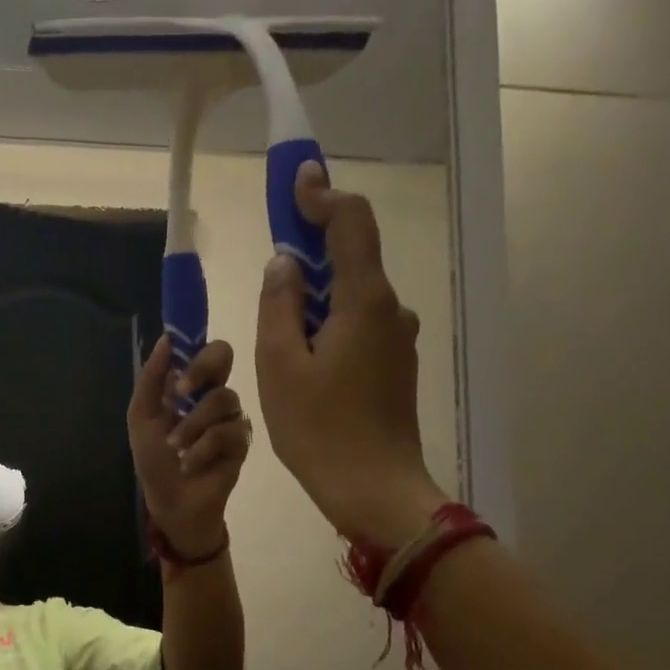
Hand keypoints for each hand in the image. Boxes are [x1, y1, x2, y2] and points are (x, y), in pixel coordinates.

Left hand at [127, 336, 250, 558]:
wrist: (169, 501)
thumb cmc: (154, 459)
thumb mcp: (142, 417)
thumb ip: (151, 379)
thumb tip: (165, 339)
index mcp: (190, 385)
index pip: (202, 348)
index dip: (195, 342)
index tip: (178, 355)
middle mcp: (213, 394)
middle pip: (224, 355)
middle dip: (202, 368)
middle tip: (181, 391)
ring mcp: (231, 416)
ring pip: (222, 399)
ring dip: (192, 424)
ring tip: (176, 447)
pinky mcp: (242, 442)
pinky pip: (228, 432)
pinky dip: (203, 448)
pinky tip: (190, 464)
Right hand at [256, 163, 448, 548]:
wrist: (373, 489)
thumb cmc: (318, 428)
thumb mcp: (280, 365)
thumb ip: (279, 305)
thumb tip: (284, 264)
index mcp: (364, 301)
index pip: (351, 224)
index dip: (323, 195)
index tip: (296, 180)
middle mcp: (390, 311)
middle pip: (352, 258)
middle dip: (311, 249)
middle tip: (272, 264)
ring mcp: (397, 340)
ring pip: (352, 297)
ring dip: (316, 296)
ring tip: (278, 331)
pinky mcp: (394, 366)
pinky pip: (358, 326)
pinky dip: (329, 324)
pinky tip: (303, 358)